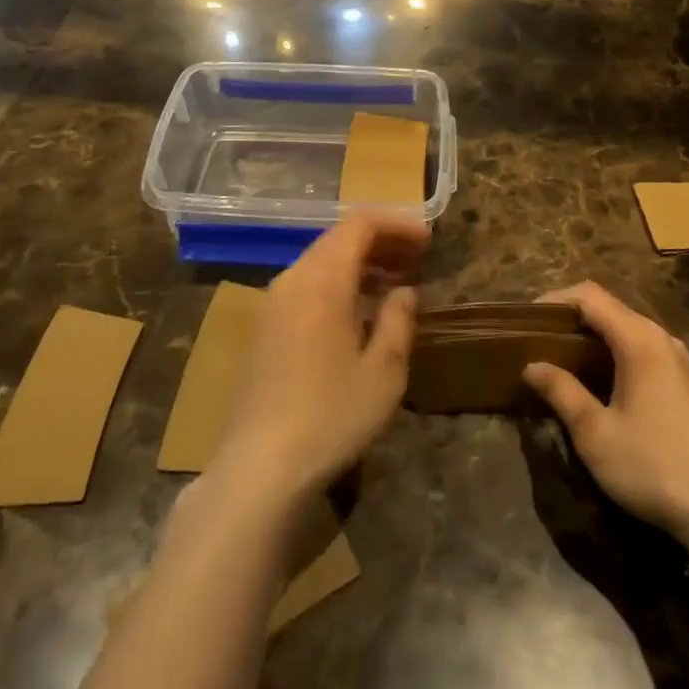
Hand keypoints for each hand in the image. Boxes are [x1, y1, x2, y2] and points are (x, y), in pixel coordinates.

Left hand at [209, 213, 429, 509]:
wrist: (260, 465)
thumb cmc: (331, 414)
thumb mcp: (383, 371)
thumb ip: (398, 320)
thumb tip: (404, 291)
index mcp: (322, 279)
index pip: (359, 223)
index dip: (396, 224)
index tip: (428, 240)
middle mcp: (292, 279)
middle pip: (338, 238)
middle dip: (380, 242)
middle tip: (417, 259)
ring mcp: (273, 303)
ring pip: (321, 262)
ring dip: (359, 263)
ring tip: (396, 283)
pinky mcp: (265, 327)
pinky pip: (307, 285)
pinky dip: (338, 284)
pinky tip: (360, 312)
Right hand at [523, 282, 688, 548]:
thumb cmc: (652, 466)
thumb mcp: (594, 432)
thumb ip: (561, 391)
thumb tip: (532, 366)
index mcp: (640, 340)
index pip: (589, 296)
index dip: (554, 300)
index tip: (525, 321)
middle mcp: (661, 339)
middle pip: (608, 308)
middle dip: (569, 318)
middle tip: (535, 339)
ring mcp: (678, 360)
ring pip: (625, 329)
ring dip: (590, 337)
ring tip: (558, 358)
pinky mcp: (685, 383)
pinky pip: (640, 349)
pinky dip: (611, 353)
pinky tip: (595, 381)